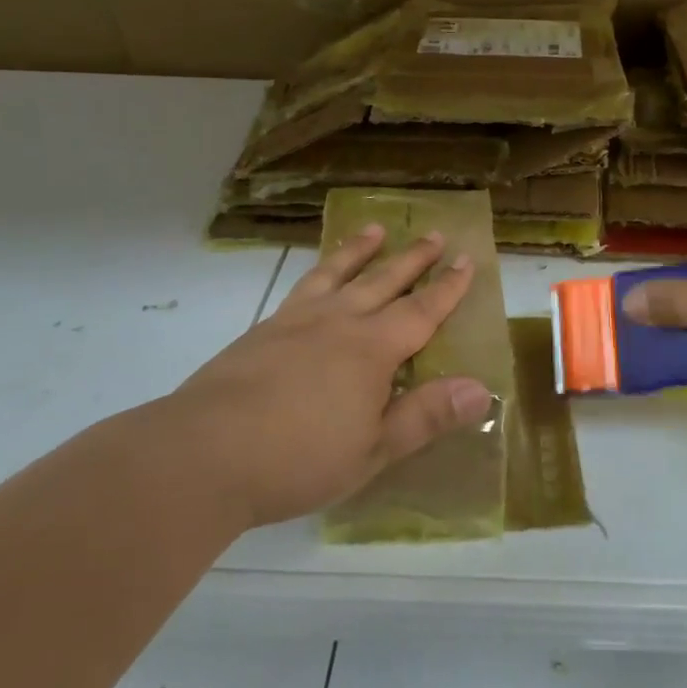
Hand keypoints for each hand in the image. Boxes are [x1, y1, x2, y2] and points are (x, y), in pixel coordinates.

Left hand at [172, 226, 494, 528]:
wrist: (203, 453)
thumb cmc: (298, 458)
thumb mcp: (373, 448)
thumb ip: (426, 415)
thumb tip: (482, 389)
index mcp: (372, 349)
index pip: (422, 310)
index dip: (448, 287)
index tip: (467, 260)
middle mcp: (338, 322)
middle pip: (384, 281)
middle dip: (413, 259)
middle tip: (433, 233)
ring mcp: (296, 320)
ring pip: (338, 273)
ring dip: (360, 250)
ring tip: (374, 229)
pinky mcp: (262, 330)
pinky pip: (302, 286)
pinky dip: (319, 271)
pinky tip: (316, 278)